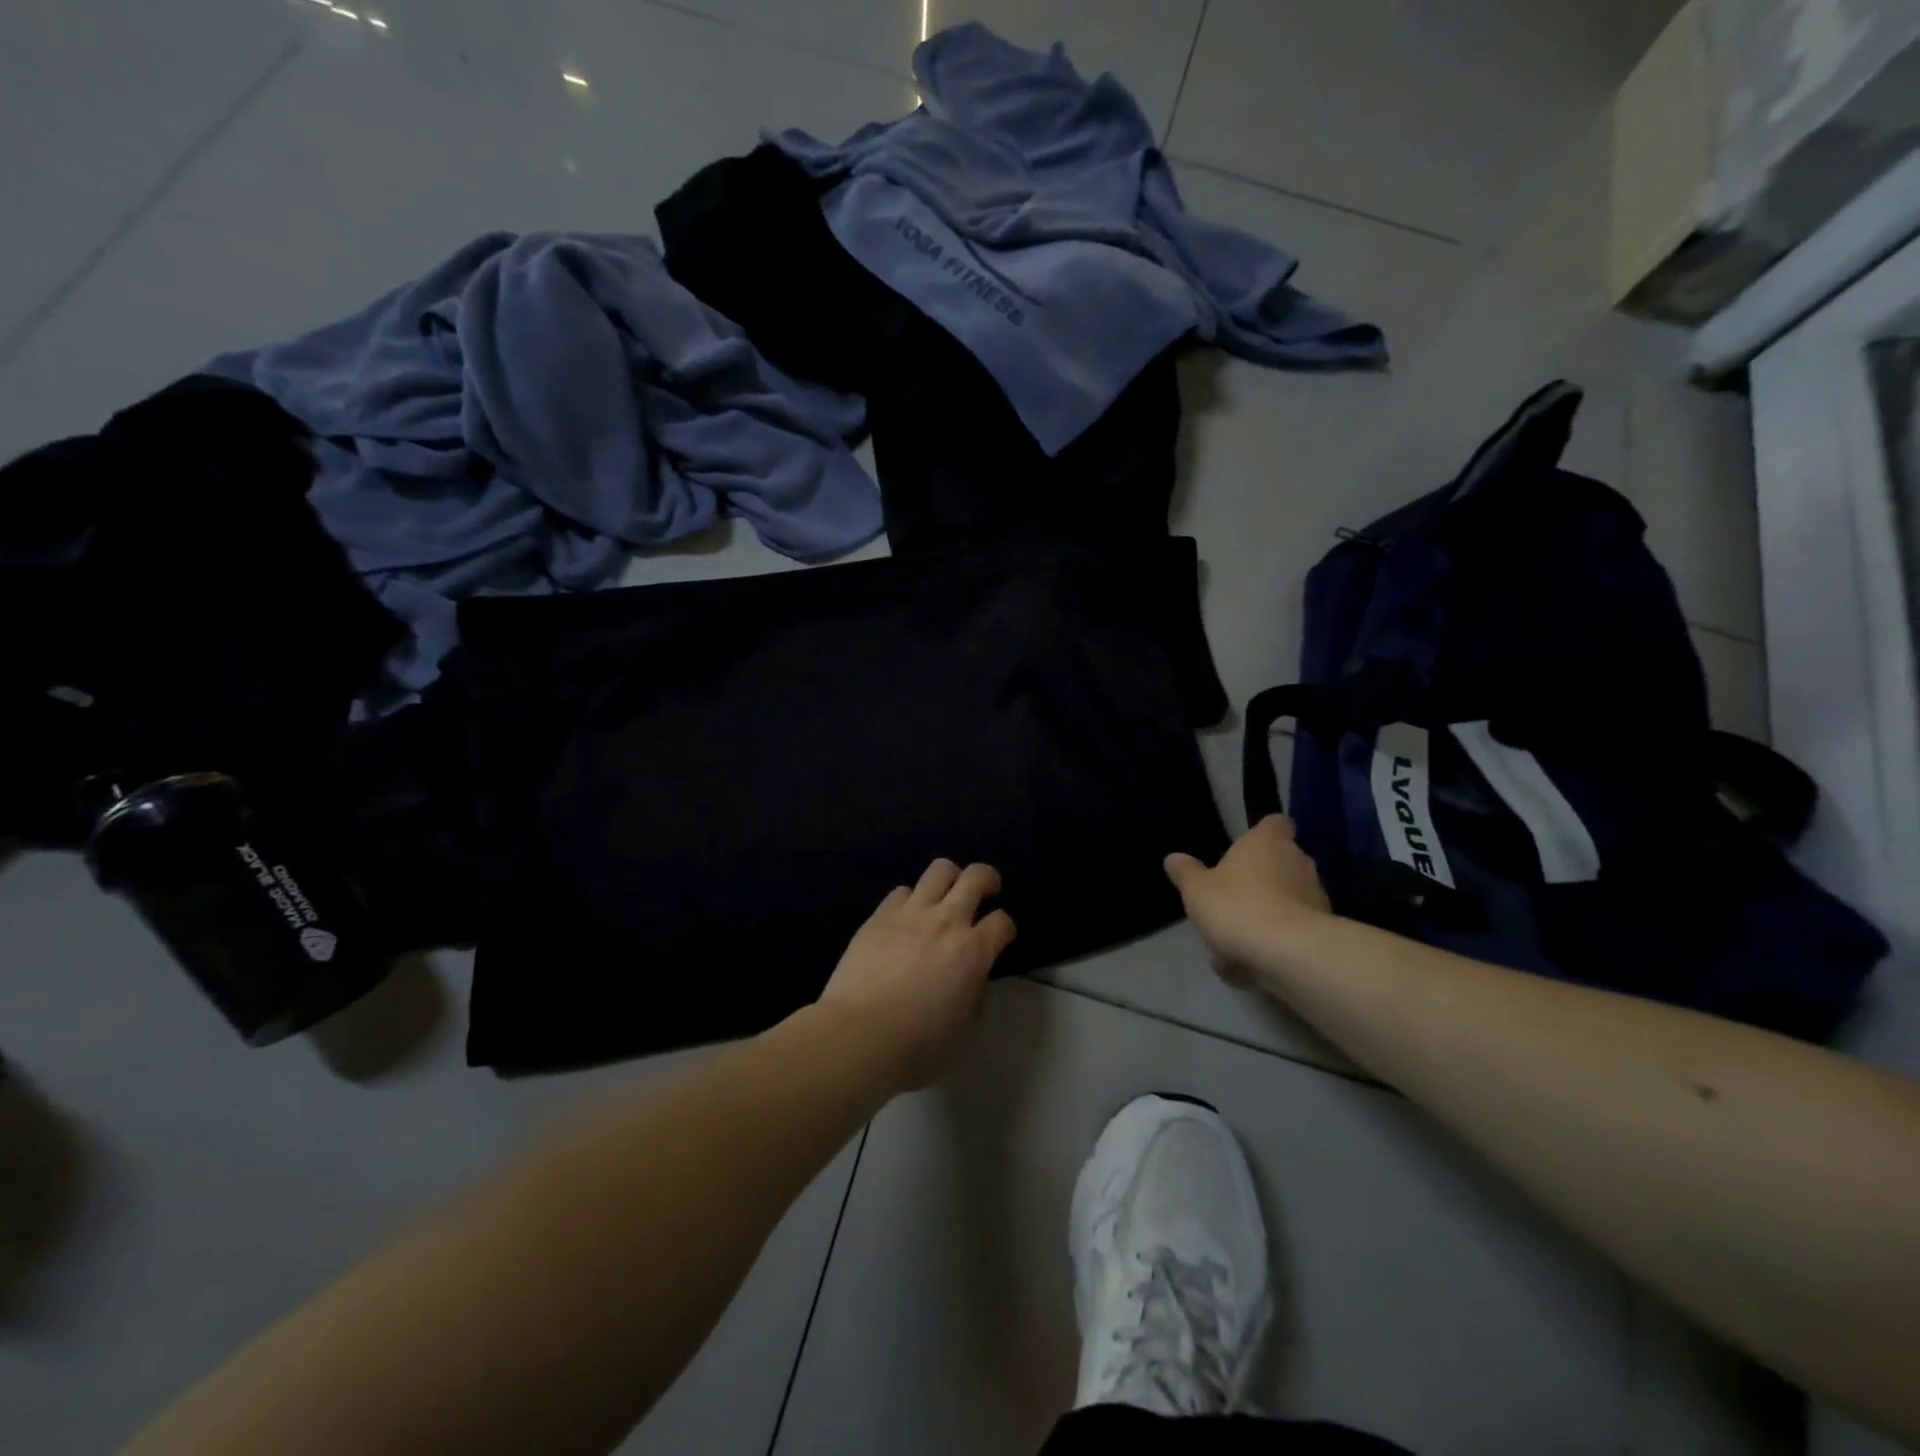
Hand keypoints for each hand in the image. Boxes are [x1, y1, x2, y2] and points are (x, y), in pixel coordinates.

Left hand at [818, 860, 1016, 1090]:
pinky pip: (901, 891)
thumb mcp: (963, 1028)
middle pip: (976, 877)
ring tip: (946, 893)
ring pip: (939, 870)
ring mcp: (911, 913)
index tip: (1000, 937)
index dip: (1005, 927)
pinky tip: (906, 916)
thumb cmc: (918, 1045)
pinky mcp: (879, 915)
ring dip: (949, 877)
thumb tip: (972, 979)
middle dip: (987, 879)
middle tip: (986, 891)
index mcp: (973, 951)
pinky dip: (910, 899)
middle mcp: (946, 921)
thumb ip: (974, 994)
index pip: (1002, 922)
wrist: (859, 1035)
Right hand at [1164, 815, 1332, 983]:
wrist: (1289, 953)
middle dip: (1261, 877)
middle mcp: (1298, 861)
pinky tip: (1253, 959)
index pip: (1275, 822)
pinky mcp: (1324, 928)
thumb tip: (1174, 858)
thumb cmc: (1238, 906)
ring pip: (1288, 897)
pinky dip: (1278, 938)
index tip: (1248, 847)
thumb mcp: (1197, 890)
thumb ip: (1186, 873)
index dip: (1263, 832)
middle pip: (1281, 861)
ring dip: (1269, 910)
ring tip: (1239, 938)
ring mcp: (1316, 895)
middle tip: (1233, 897)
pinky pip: (1294, 927)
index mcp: (1267, 842)